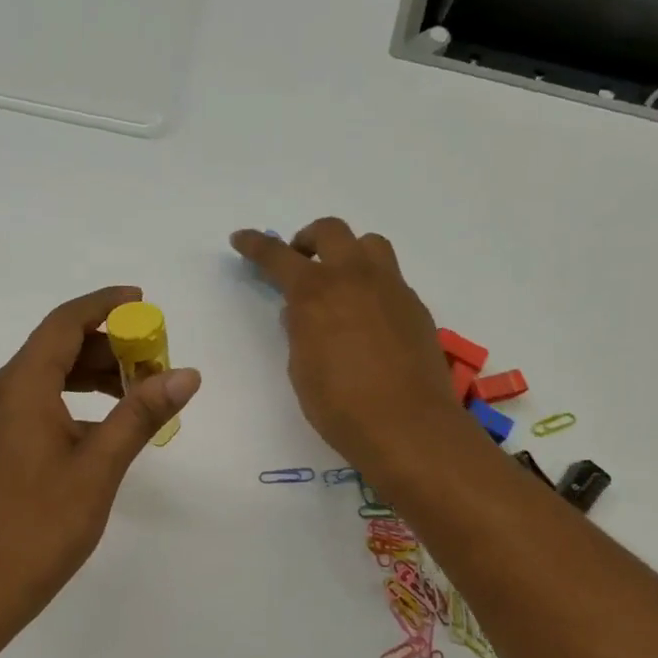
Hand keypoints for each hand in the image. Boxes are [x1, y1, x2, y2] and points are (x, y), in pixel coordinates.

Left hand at [0, 286, 200, 616]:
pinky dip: (70, 398)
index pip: (64, 323)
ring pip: (44, 375)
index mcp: (19, 387)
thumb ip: (141, 413)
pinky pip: (34, 400)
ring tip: (136, 391)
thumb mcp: (100, 466)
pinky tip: (103, 422)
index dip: (104, 305)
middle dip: (106, 346)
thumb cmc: (44, 524)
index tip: (142, 301)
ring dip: (89, 374)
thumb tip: (186, 374)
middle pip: (54, 347)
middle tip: (152, 360)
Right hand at [230, 219, 462, 474]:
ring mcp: (391, 289)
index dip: (255, 245)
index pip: (278, 256)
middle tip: (299, 260)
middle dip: (308, 239)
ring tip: (339, 282)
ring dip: (348, 253)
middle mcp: (355, 278)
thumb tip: (300, 313)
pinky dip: (371, 285)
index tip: (241, 238)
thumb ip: (299, 332)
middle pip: (331, 231)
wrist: (407, 426)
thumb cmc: (340, 405)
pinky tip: (367, 319)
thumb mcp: (301, 369)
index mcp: (316, 292)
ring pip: (370, 245)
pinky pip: (390, 279)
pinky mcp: (415, 307)